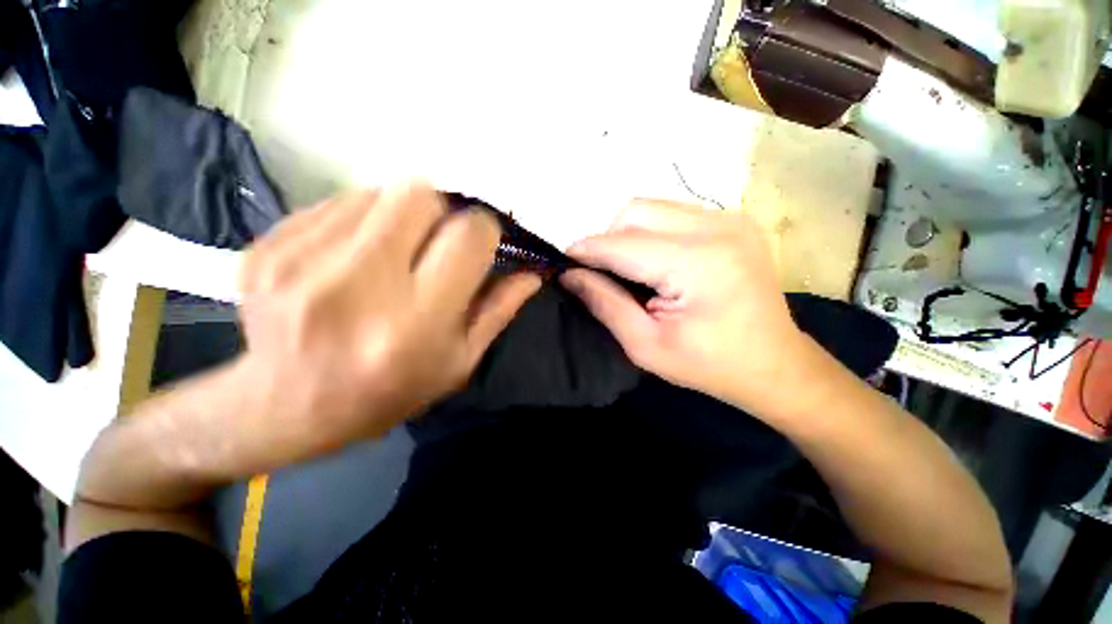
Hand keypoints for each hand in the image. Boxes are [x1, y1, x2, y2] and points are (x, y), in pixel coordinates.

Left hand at [237, 182, 540, 454]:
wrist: (285, 408)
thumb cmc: (389, 392)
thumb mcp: (458, 362)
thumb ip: (498, 310)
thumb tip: (533, 272)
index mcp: (414, 322)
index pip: (468, 234)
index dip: (483, 231)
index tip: (477, 247)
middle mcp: (356, 285)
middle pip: (420, 194)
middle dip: (441, 213)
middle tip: (433, 246)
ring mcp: (301, 261)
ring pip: (379, 192)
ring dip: (400, 217)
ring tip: (391, 255)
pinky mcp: (267, 246)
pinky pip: (338, 203)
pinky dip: (360, 221)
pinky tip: (353, 258)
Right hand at [561, 199, 810, 413]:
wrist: (776, 365)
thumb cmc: (710, 365)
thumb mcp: (646, 345)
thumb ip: (605, 304)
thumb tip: (570, 275)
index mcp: (698, 264)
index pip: (623, 244)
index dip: (587, 250)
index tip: (563, 262)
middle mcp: (718, 227)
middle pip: (636, 212)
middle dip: (607, 239)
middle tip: (601, 273)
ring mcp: (730, 219)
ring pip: (653, 208)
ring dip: (628, 235)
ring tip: (629, 270)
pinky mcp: (733, 221)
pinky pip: (673, 214)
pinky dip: (651, 233)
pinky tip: (655, 263)